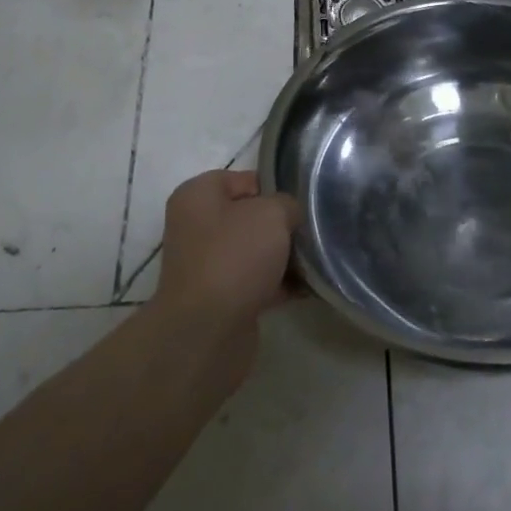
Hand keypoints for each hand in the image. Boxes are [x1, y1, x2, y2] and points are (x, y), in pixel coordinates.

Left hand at [154, 170, 299, 335]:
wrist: (207, 332)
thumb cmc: (235, 257)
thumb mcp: (272, 213)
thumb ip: (288, 204)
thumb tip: (290, 217)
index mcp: (198, 196)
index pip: (243, 179)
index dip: (274, 188)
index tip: (301, 203)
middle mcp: (196, 227)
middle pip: (250, 216)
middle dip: (281, 225)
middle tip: (311, 231)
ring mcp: (206, 265)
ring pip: (255, 251)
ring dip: (283, 256)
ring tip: (315, 259)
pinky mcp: (219, 298)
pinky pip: (256, 282)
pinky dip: (279, 284)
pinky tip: (307, 287)